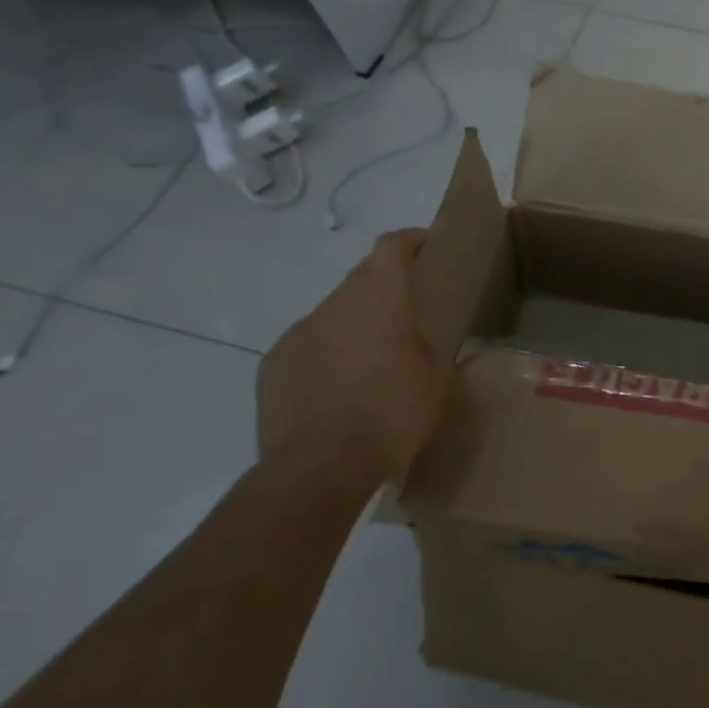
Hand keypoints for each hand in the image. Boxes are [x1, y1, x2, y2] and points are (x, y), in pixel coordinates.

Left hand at [256, 229, 446, 481]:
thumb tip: (416, 341)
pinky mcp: (273, 366)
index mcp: (379, 299)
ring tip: (373, 360)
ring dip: (355, 324)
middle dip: (386, 287)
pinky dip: (328, 353)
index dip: (410, 240)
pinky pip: (308, 345)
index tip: (427, 245)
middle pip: (361, 278)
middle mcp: (334, 305)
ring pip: (334, 314)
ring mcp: (297, 335)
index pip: (391, 247)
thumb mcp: (435, 375)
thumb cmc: (392, 413)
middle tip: (409, 313)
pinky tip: (340, 387)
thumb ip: (426, 343)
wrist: (319, 467)